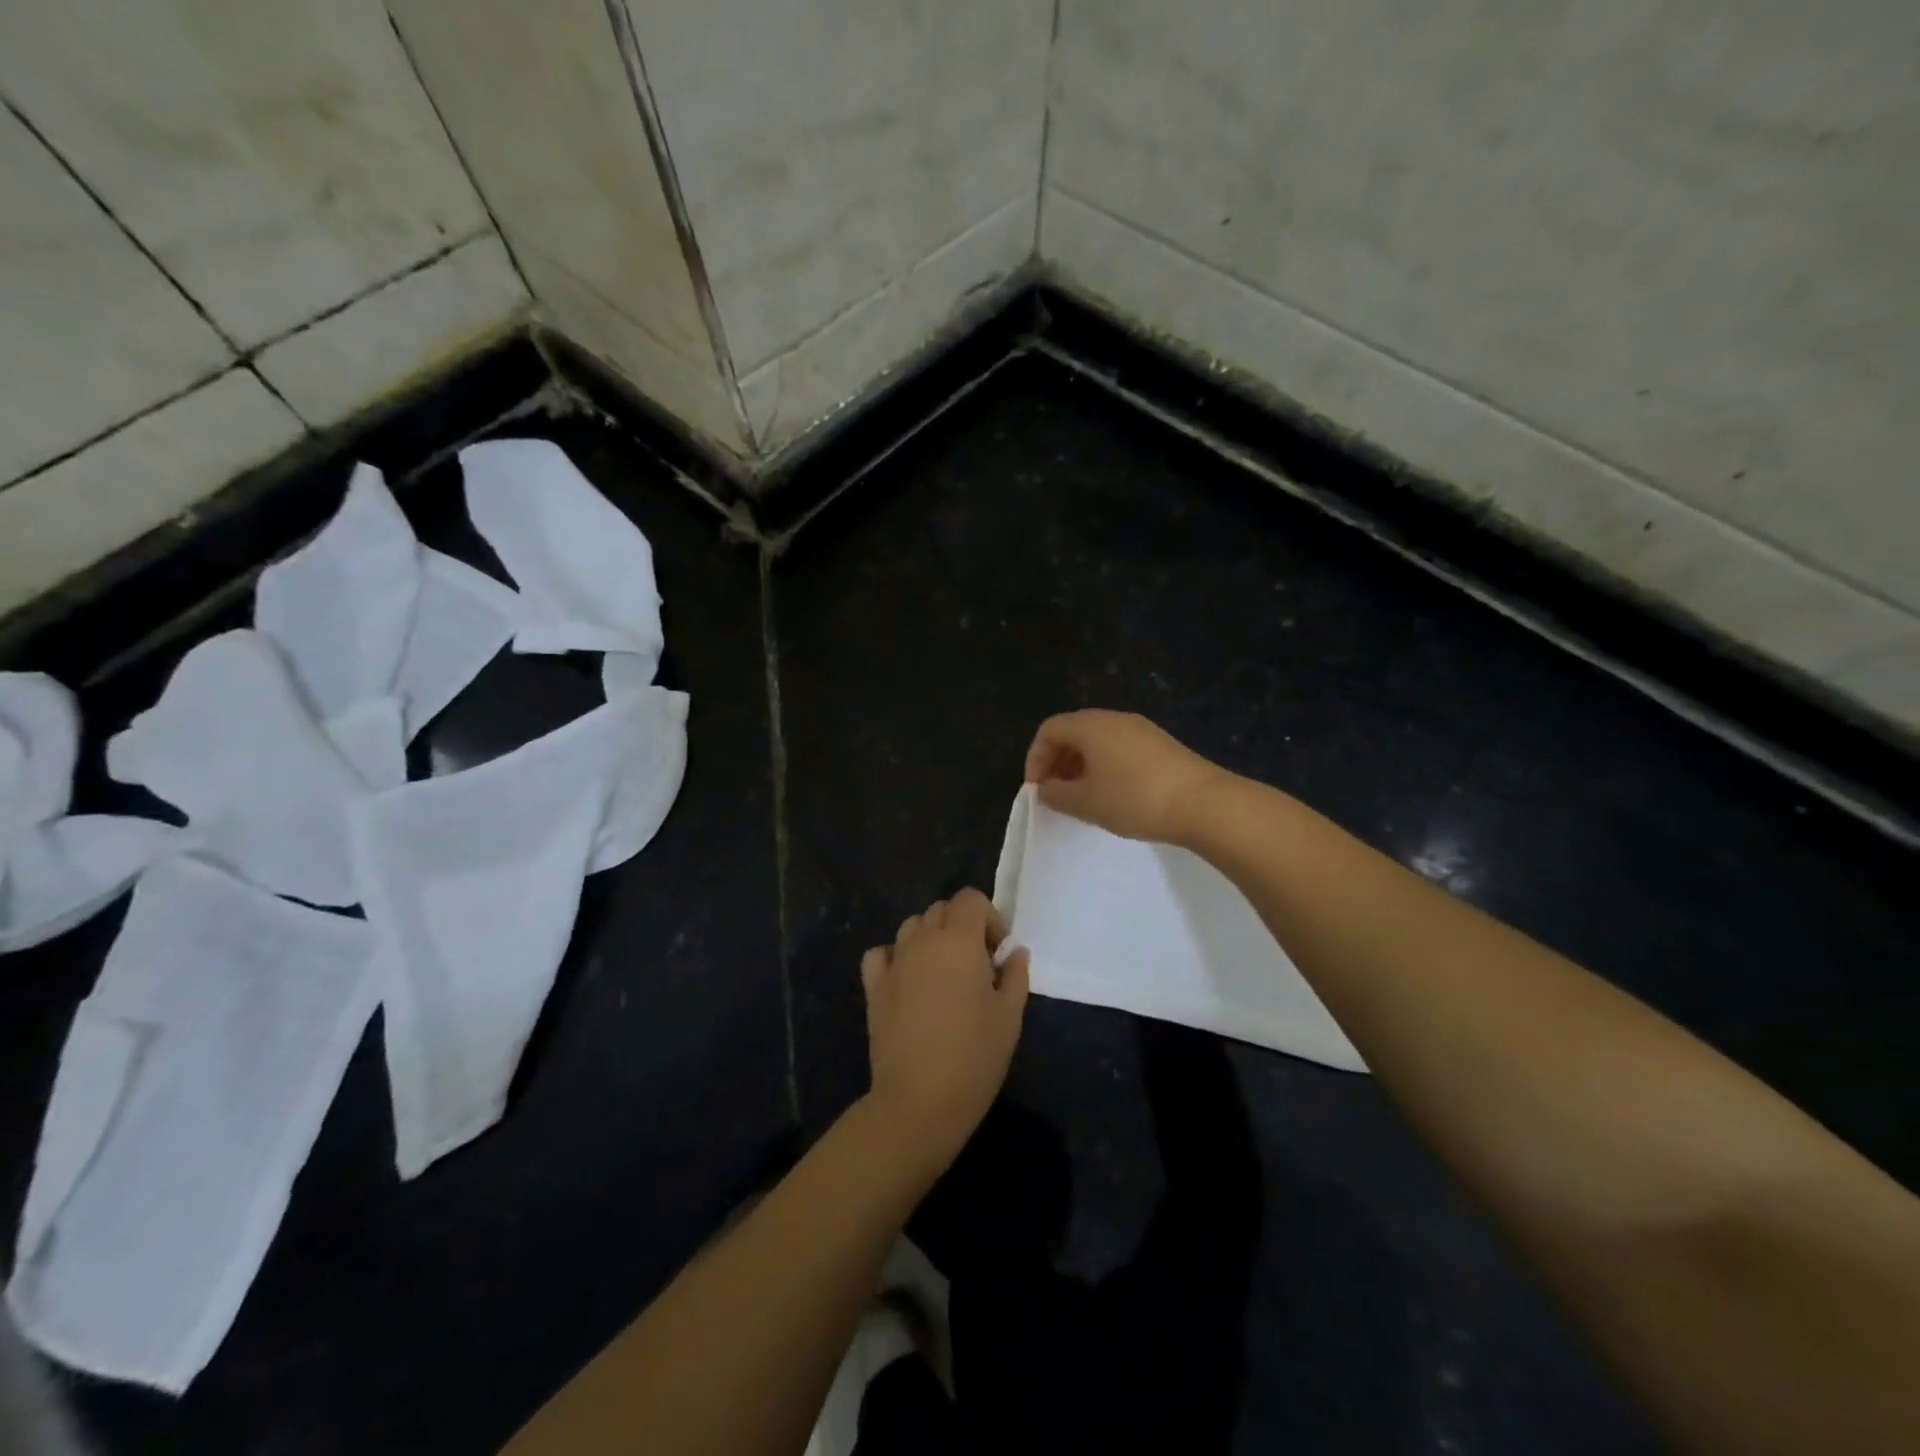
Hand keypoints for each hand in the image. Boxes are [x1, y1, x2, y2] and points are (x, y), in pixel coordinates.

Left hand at [861, 889, 1029, 1171]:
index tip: (997, 954)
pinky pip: (881, 953)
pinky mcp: (873, 987)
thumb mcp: (1010, 1016)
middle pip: (941, 909)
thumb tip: (1014, 952)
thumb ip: (1015, 975)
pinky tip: (908, 980)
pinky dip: (895, 956)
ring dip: (930, 938)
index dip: (988, 918)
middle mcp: (923, 941)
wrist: (919, 1102)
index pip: (970, 899)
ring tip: (944, 974)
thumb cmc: (974, 1057)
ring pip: (912, 926)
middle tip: (977, 966)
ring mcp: (894, 962)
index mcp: (958, 941)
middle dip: (962, 926)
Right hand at [1024, 709, 1228, 844]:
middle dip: (1057, 762)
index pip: (1049, 730)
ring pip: (1098, 741)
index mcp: (1090, 725)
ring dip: (1081, 766)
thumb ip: (1056, 795)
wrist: (1203, 803)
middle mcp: (1114, 719)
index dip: (1035, 758)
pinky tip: (1113, 795)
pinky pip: (1120, 749)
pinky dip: (1105, 767)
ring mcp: (1141, 730)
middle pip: (1074, 732)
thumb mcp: (1085, 803)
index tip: (1037, 790)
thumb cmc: (1134, 799)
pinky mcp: (1161, 745)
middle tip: (1056, 794)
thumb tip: (1046, 789)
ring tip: (1082, 798)